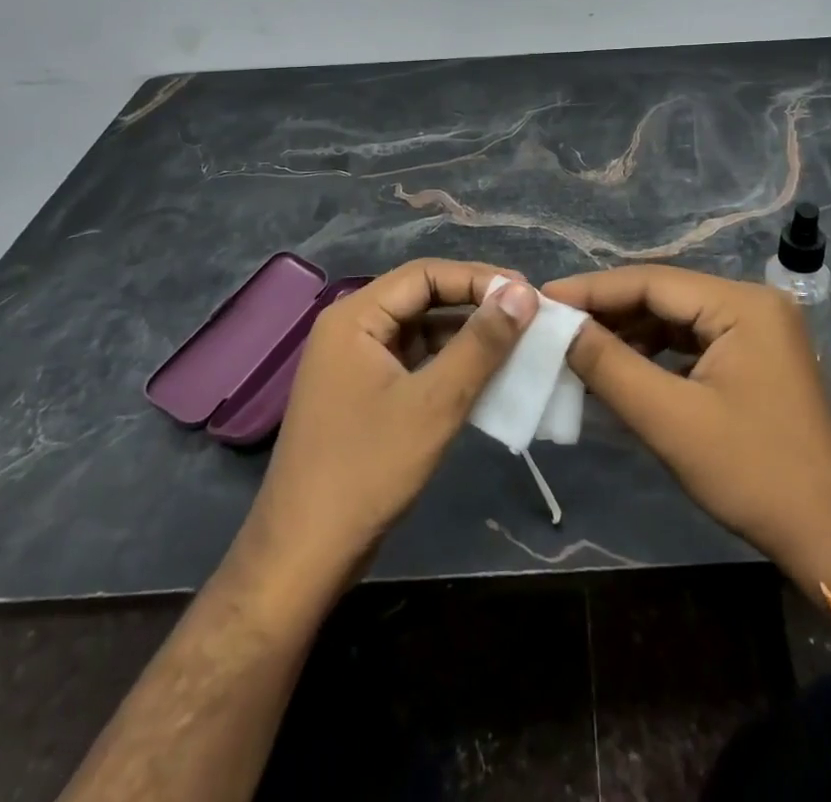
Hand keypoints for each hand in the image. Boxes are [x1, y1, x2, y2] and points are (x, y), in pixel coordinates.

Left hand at [230, 259, 538, 607]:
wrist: (303, 557)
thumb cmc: (367, 471)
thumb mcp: (434, 404)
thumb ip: (480, 344)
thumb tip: (523, 293)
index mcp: (355, 317)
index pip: (425, 274)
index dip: (478, 278)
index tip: (527, 293)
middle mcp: (351, 328)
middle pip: (422, 297)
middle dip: (475, 304)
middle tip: (527, 316)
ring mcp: (354, 363)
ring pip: (420, 330)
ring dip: (465, 334)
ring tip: (516, 342)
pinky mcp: (362, 393)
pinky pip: (413, 360)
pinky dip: (448, 363)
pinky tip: (484, 375)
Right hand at [546, 265, 830, 591]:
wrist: (830, 537)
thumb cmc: (753, 473)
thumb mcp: (670, 419)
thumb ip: (609, 366)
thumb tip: (560, 327)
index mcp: (742, 304)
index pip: (652, 281)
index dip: (593, 289)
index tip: (543, 299)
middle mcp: (753, 303)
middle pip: (665, 295)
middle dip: (609, 312)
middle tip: (555, 325)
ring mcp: (759, 330)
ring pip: (677, 319)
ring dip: (630, 334)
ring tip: (580, 349)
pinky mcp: (756, 358)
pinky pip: (694, 342)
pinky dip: (656, 354)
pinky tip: (623, 370)